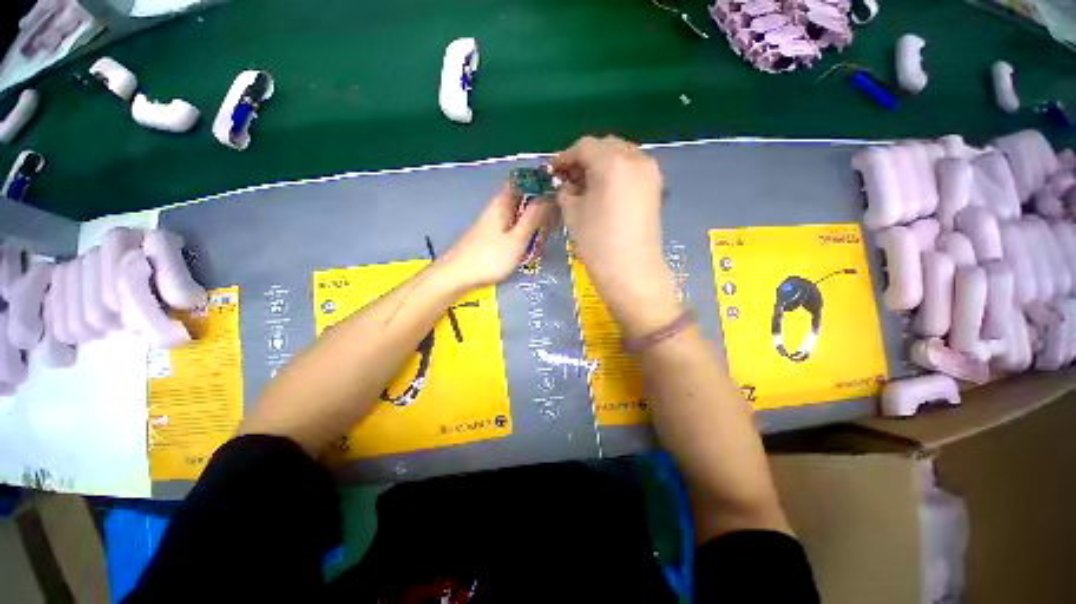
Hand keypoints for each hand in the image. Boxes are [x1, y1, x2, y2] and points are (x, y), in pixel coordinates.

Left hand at [436, 184, 554, 290]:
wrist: (458, 275)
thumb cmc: (489, 258)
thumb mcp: (516, 239)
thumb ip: (532, 218)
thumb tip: (547, 196)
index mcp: (503, 202)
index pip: (523, 180)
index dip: (540, 182)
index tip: (556, 194)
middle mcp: (498, 208)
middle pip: (524, 200)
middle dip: (539, 212)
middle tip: (550, 229)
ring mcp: (494, 222)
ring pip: (520, 217)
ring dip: (532, 228)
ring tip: (538, 245)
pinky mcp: (492, 235)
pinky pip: (513, 229)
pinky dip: (522, 237)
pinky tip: (526, 251)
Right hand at [550, 136, 680, 336]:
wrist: (631, 272)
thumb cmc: (597, 243)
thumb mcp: (572, 214)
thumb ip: (566, 191)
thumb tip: (566, 183)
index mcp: (612, 162)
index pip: (584, 146)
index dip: (564, 157)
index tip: (552, 171)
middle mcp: (635, 159)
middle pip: (605, 146)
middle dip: (584, 158)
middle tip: (568, 177)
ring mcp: (650, 173)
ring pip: (620, 156)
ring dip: (600, 164)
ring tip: (585, 184)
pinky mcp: (655, 188)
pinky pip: (631, 170)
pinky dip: (615, 173)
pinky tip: (604, 190)